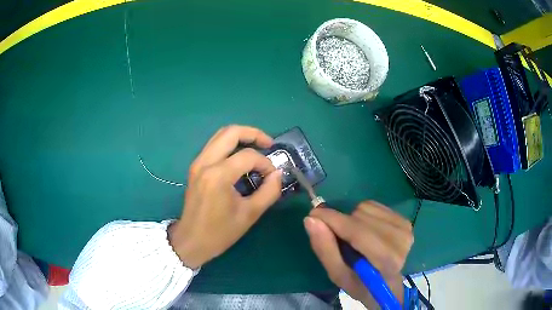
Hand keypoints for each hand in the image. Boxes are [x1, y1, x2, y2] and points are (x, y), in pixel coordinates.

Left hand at [169, 125, 282, 268]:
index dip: (266, 163)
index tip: (273, 177)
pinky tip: (241, 157)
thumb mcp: (250, 214)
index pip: (248, 156)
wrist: (191, 241)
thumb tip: (278, 174)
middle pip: (230, 132)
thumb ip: (269, 192)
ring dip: (241, 137)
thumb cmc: (220, 232)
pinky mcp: (195, 168)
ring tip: (257, 147)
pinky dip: (230, 145)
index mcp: (218, 176)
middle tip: (269, 143)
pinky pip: (214, 146)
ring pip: (220, 136)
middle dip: (253, 133)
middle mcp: (205, 163)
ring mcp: (197, 163)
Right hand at [304, 201, 412, 307]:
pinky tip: (367, 231)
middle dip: (342, 224)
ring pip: (366, 208)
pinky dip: (363, 215)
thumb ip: (325, 249)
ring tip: (355, 239)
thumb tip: (311, 220)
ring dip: (353, 220)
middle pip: (360, 217)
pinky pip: (374, 205)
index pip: (359, 233)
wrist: (387, 285)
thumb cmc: (361, 284)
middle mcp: (400, 240)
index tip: (312, 215)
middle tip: (338, 239)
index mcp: (386, 261)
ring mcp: (405, 228)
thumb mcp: (338, 275)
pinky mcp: (405, 220)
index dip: (333, 220)